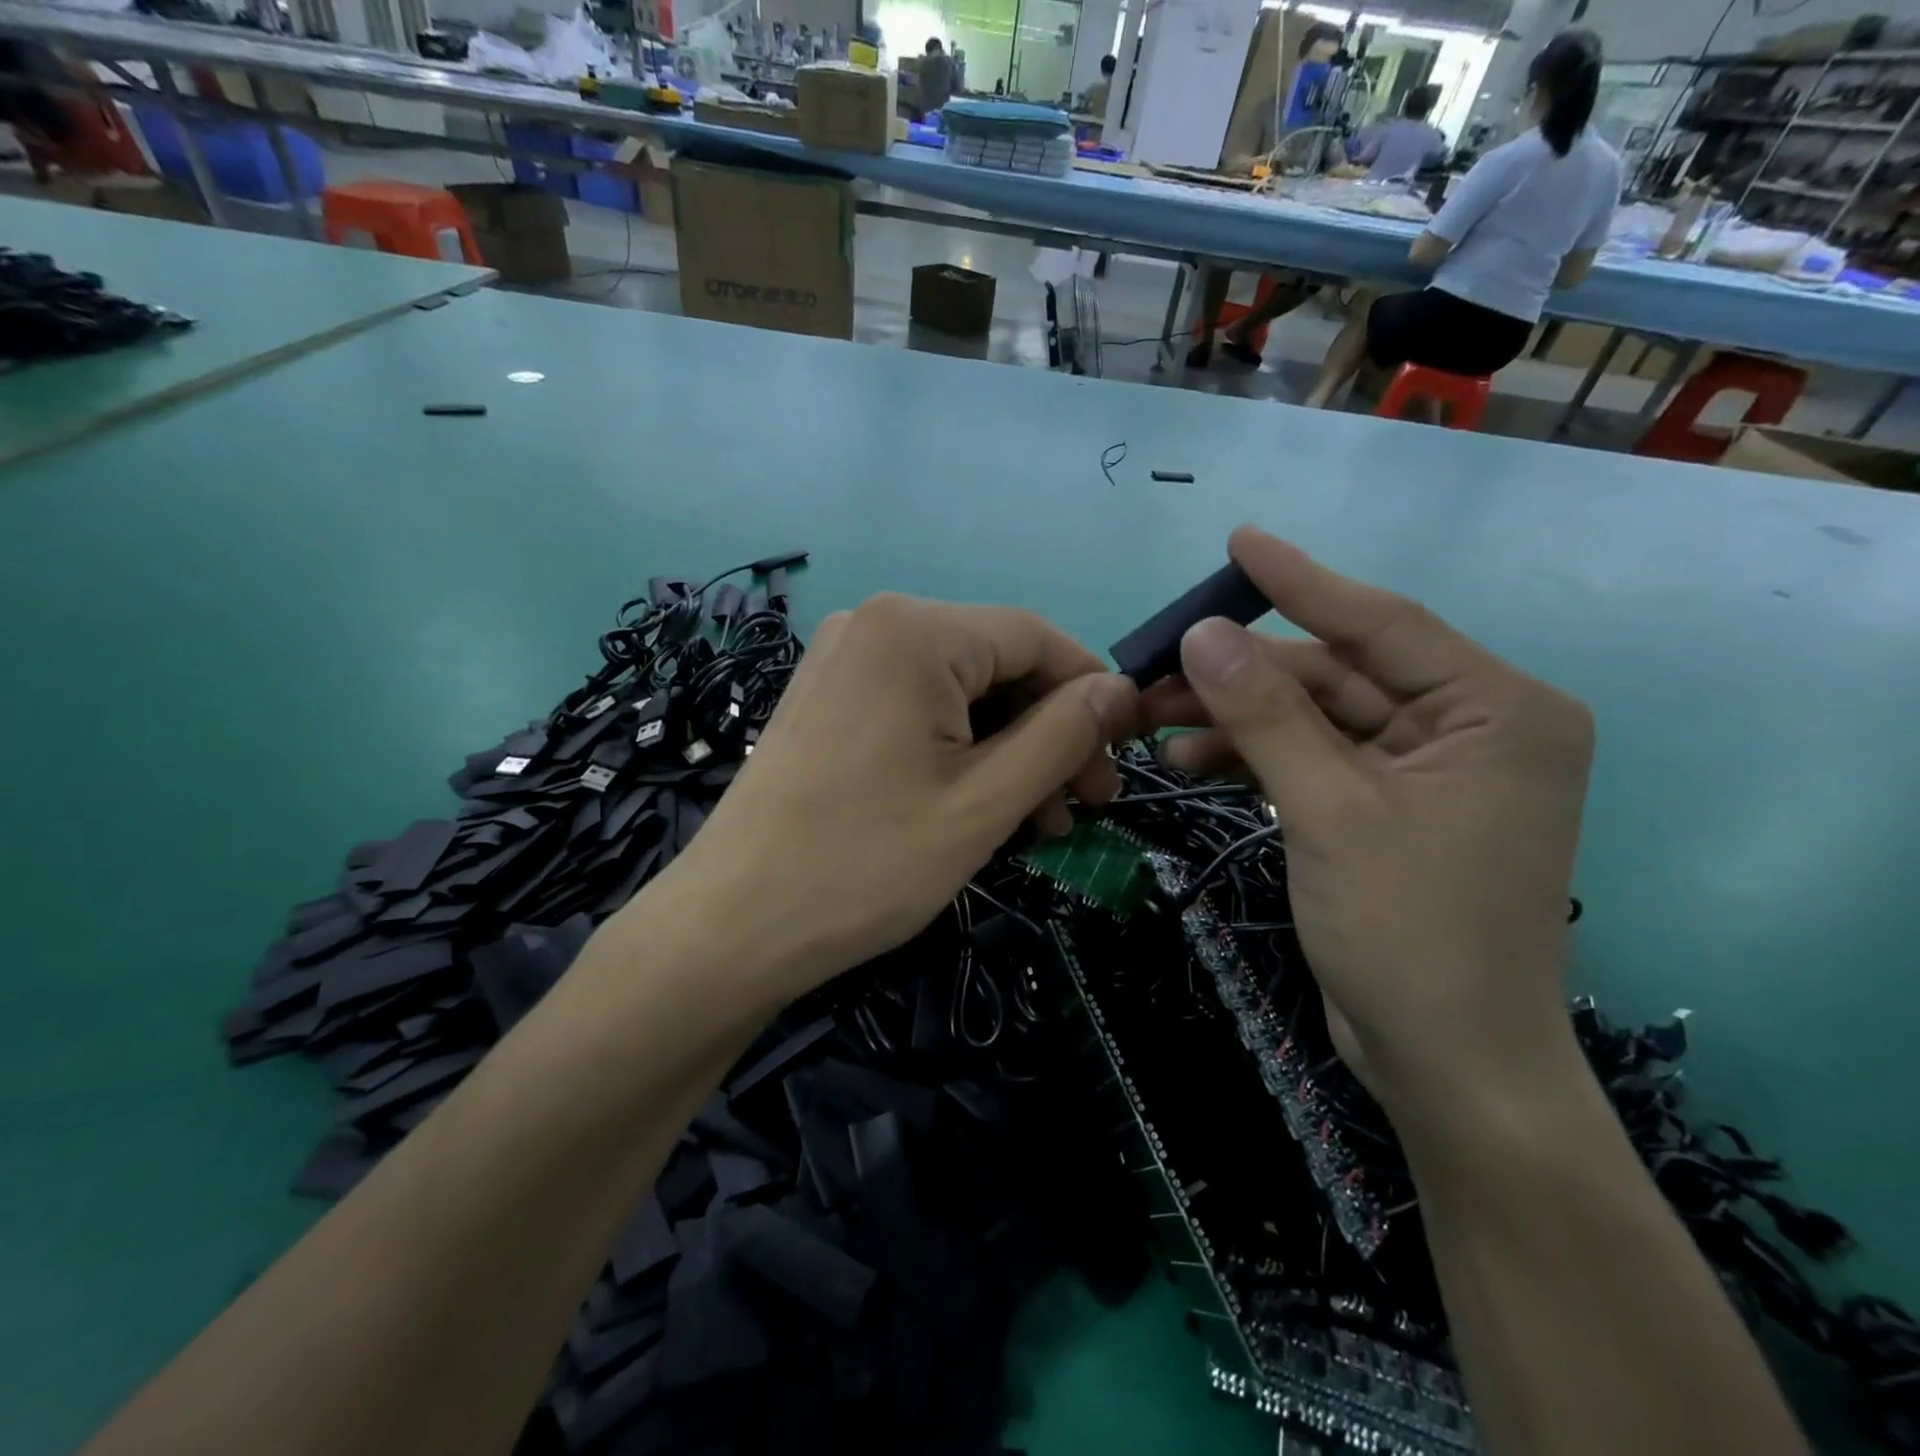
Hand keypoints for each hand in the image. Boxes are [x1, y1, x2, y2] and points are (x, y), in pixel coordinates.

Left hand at [673, 594, 1137, 996]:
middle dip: (1049, 733)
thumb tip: (1121, 691)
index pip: (1036, 637)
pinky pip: (917, 709)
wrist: (731, 927)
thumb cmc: (865, 865)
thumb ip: (1062, 735)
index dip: (1091, 694)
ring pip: (959, 692)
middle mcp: (874, 625)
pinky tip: (982, 805)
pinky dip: (959, 751)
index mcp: (914, 630)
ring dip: (1009, 750)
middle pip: (996, 664)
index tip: (1122, 759)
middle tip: (1084, 806)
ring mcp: (843, 661)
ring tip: (1041, 823)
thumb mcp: (984, 803)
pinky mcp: (828, 699)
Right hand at [1141, 528, 1592, 1115]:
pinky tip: (1192, 764)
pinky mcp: (1385, 809)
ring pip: (1313, 720)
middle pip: (1335, 676)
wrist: (1445, 1064)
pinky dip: (1254, 760)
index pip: (1382, 623)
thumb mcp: (1330, 811)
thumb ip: (1266, 717)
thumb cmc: (1410, 933)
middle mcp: (1467, 727)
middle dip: (1242, 677)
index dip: (1300, 582)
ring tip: (1155, 727)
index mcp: (1495, 710)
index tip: (1237, 542)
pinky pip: (1312, 760)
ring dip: (1237, 721)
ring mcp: (1424, 771)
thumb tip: (1201, 635)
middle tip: (1155, 670)